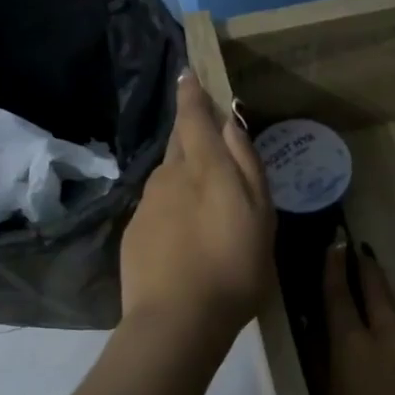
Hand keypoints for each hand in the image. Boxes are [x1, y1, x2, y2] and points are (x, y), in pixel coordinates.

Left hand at [121, 72, 274, 339]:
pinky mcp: (133, 232)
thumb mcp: (260, 217)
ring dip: (183, 173)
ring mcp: (146, 204)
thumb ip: (247, 165)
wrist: (176, 321)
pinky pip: (156, 205)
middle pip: (178, 143)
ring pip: (167, 175)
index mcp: (204, 167)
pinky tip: (184, 233)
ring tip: (203, 198)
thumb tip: (231, 122)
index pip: (193, 116)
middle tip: (208, 137)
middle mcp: (169, 176)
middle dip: (190, 132)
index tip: (188, 73)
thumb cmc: (233, 268)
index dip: (192, 93)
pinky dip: (171, 206)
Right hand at [321, 239, 394, 394]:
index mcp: (354, 344)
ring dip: (382, 291)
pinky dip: (392, 317)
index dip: (334, 265)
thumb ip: (318, 360)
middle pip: (377, 288)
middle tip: (355, 247)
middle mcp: (387, 335)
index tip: (334, 240)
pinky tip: (386, 327)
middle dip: (366, 265)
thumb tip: (311, 325)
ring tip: (369, 284)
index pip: (340, 293)